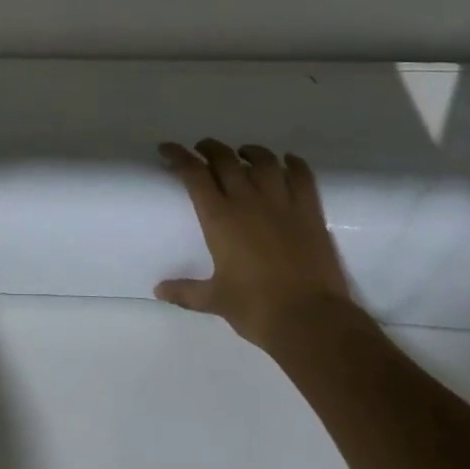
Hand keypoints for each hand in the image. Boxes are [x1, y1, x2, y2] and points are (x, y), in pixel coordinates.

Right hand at [155, 140, 356, 350]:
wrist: (310, 320)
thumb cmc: (257, 309)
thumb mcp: (216, 300)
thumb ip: (186, 292)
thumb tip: (158, 291)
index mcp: (219, 218)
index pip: (194, 174)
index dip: (178, 156)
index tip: (168, 149)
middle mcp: (248, 200)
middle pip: (225, 159)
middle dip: (209, 148)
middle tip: (202, 149)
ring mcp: (281, 202)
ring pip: (264, 161)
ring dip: (250, 151)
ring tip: (242, 153)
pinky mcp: (309, 211)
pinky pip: (301, 176)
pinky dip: (294, 163)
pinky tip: (288, 161)